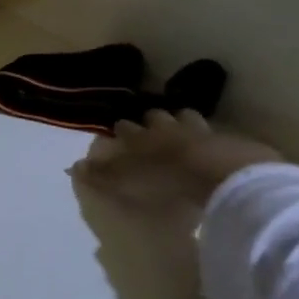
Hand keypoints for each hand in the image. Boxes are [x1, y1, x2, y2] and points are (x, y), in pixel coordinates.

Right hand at [72, 109, 282, 209]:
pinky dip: (209, 136)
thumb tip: (73, 166)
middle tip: (148, 125)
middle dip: (150, 119)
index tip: (117, 130)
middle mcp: (165, 128)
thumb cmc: (164, 181)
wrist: (218, 175)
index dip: (120, 129)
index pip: (124, 128)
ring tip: (180, 128)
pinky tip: (210, 144)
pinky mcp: (225, 140)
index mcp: (139, 137)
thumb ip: (100, 174)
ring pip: (185, 117)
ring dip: (180, 120)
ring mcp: (198, 130)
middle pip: (155, 116)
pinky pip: (214, 133)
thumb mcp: (123, 182)